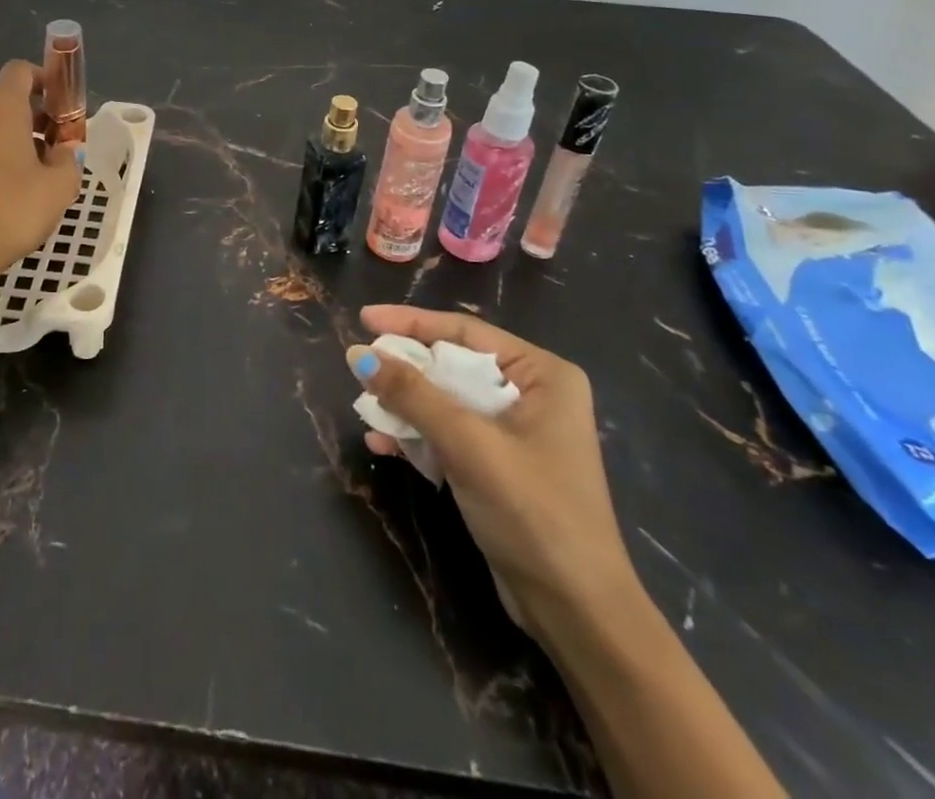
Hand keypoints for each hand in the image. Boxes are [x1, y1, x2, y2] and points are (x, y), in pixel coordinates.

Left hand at [0, 61, 84, 358]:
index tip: (65, 104)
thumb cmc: (13, 210)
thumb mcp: (60, 185)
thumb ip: (68, 158)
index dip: (46, 78)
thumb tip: (61, 150)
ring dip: (23, 140)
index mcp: (1, 109)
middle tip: (64, 147)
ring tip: (45, 175)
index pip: (20, 71)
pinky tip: (20, 191)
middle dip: (41, 116)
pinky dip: (3, 158)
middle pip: (10, 101)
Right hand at [347, 305, 638, 635]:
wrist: (577, 614)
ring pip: (446, 400)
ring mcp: (516, 432)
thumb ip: (412, 395)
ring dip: (405, 405)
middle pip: (453, 364)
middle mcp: (532, 394)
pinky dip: (418, 436)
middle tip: (360, 362)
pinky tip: (382, 444)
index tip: (364, 319)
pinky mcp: (500, 466)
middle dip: (405, 368)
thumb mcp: (468, 445)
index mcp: (542, 375)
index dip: (411, 323)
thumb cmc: (533, 512)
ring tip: (364, 406)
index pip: (465, 332)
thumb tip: (357, 354)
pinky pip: (449, 433)